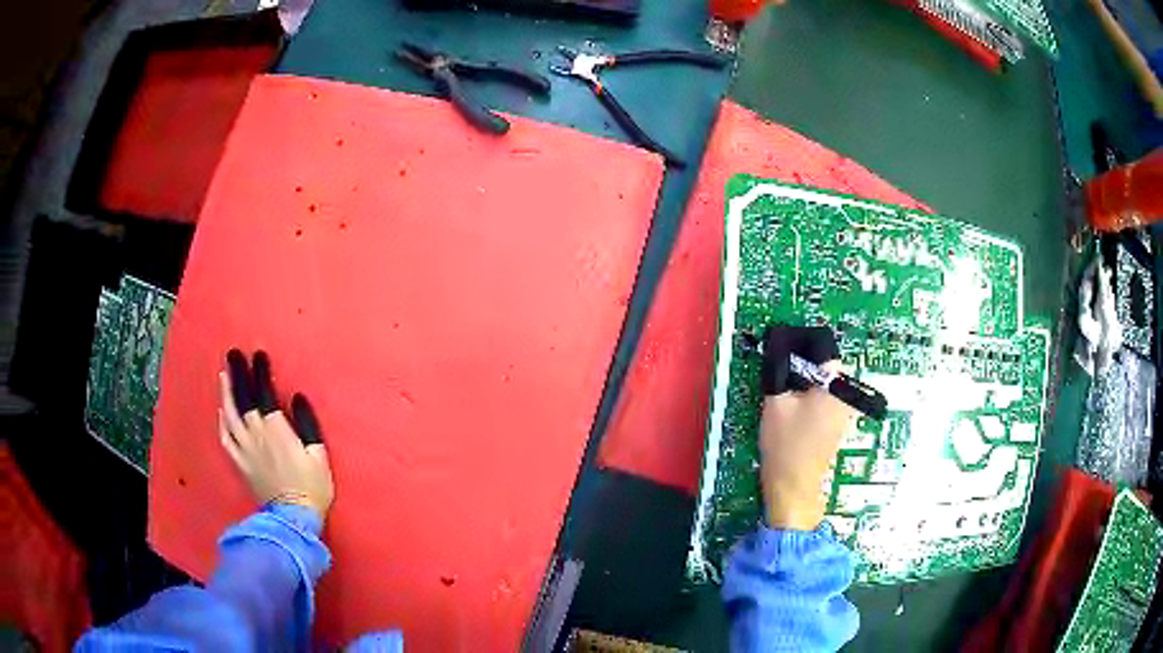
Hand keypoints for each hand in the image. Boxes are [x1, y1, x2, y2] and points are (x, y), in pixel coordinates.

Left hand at [219, 349, 333, 519]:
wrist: (293, 517)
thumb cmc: (312, 486)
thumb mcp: (318, 454)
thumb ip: (306, 423)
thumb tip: (296, 397)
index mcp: (276, 429)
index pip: (264, 392)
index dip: (260, 372)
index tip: (258, 355)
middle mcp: (255, 434)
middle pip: (243, 398)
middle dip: (238, 373)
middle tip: (233, 354)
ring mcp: (244, 449)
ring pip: (230, 414)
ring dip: (226, 392)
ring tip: (224, 374)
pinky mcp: (239, 463)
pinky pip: (225, 437)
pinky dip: (222, 421)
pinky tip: (221, 411)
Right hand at [758, 326, 854, 530]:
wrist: (792, 486)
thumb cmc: (785, 444)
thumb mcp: (776, 403)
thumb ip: (779, 373)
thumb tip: (779, 352)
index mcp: (836, 387)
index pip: (826, 351)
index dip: (803, 348)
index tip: (784, 354)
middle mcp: (847, 397)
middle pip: (827, 368)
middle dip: (805, 367)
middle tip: (780, 376)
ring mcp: (844, 414)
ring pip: (826, 386)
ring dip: (807, 384)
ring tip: (784, 394)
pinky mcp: (837, 427)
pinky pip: (826, 401)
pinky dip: (811, 400)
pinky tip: (792, 411)